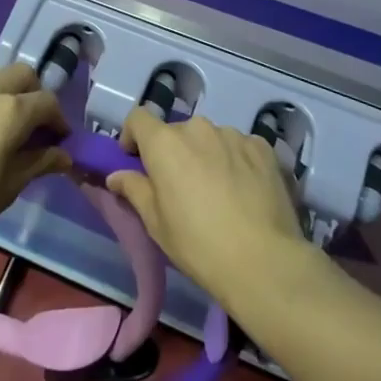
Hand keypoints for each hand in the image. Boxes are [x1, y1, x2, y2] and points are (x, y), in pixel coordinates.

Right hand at [107, 110, 309, 308]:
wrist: (263, 261)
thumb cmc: (198, 244)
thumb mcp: (155, 223)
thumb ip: (134, 190)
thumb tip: (116, 175)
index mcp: (165, 142)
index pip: (139, 118)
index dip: (133, 136)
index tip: (135, 160)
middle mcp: (198, 128)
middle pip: (176, 132)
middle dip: (173, 153)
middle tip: (179, 187)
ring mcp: (233, 134)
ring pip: (209, 139)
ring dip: (205, 156)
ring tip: (217, 192)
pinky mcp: (262, 147)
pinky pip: (239, 147)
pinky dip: (235, 161)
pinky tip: (244, 191)